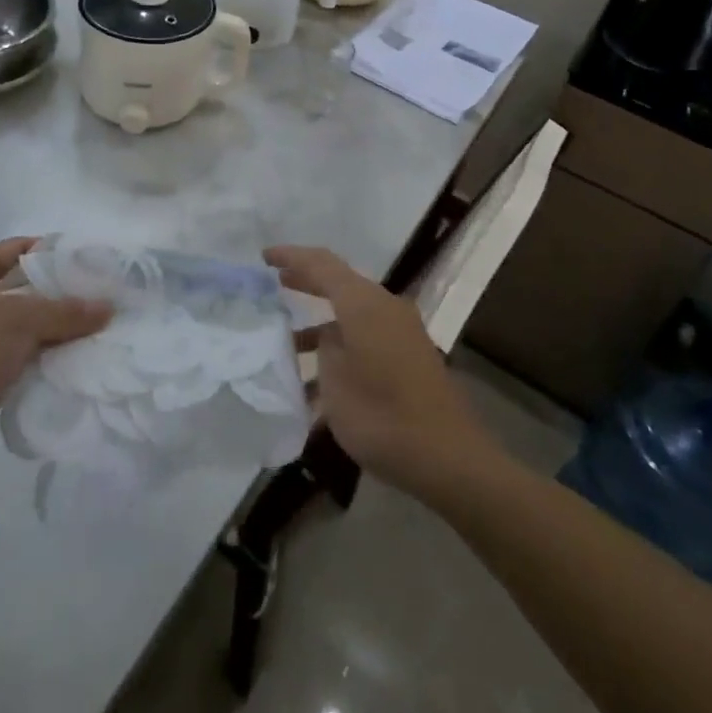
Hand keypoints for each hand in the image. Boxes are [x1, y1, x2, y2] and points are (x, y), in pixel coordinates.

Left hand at [0, 238, 110, 487]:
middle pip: (24, 289)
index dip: (52, 251)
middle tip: (102, 294)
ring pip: (26, 327)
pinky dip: (47, 358)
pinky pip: (23, 358)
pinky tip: (80, 358)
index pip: (15, 249)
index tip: (90, 259)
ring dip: (58, 329)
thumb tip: (109, 308)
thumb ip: (66, 311)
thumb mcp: (20, 319)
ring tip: (101, 326)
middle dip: (61, 293)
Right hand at [265, 245, 494, 502]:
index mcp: (364, 302)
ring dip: (321, 325)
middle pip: (339, 284)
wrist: (447, 456)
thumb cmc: (382, 414)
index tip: (264, 256)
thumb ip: (325, 348)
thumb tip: (327, 336)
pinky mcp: (408, 357)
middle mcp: (384, 307)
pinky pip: (365, 340)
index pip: (322, 264)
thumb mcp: (336, 381)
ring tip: (286, 343)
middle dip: (306, 283)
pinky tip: (318, 386)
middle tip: (273, 285)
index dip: (291, 257)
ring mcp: (400, 332)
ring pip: (351, 316)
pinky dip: (340, 351)